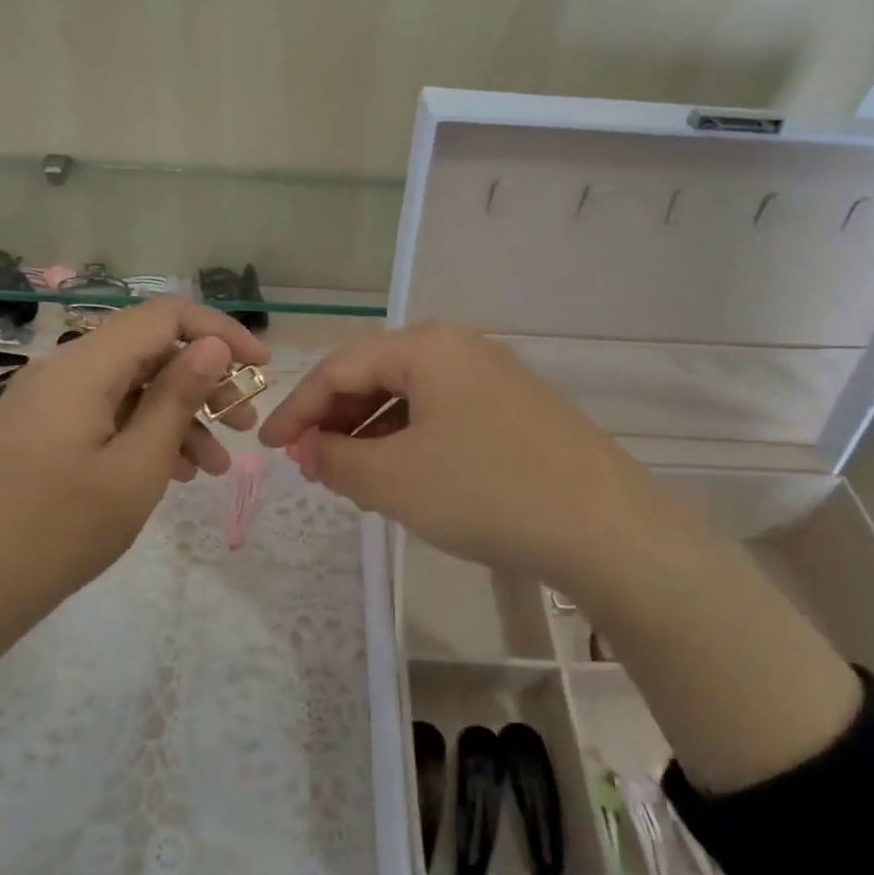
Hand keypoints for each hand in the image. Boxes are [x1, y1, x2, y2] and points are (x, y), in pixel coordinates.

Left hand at [0, 297, 269, 612]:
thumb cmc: (58, 531)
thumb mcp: (136, 467)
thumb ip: (177, 398)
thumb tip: (211, 344)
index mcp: (84, 366)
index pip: (165, 316)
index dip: (219, 331)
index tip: (261, 367)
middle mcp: (63, 369)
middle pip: (148, 351)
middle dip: (204, 382)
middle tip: (244, 424)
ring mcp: (47, 401)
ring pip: (129, 387)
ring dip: (178, 415)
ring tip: (214, 466)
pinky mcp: (40, 430)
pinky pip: (104, 414)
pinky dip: (143, 433)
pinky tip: (173, 473)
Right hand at [258, 323, 669, 592]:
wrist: (607, 528)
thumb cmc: (486, 492)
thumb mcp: (395, 480)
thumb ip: (337, 459)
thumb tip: (311, 449)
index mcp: (425, 347)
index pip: (339, 368)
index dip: (296, 408)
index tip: (266, 447)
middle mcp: (459, 346)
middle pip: (375, 375)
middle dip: (334, 419)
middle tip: (309, 462)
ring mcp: (493, 375)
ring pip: (410, 396)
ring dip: (370, 432)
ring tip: (349, 475)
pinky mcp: (515, 407)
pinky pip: (443, 413)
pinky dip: (409, 440)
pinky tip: (403, 475)